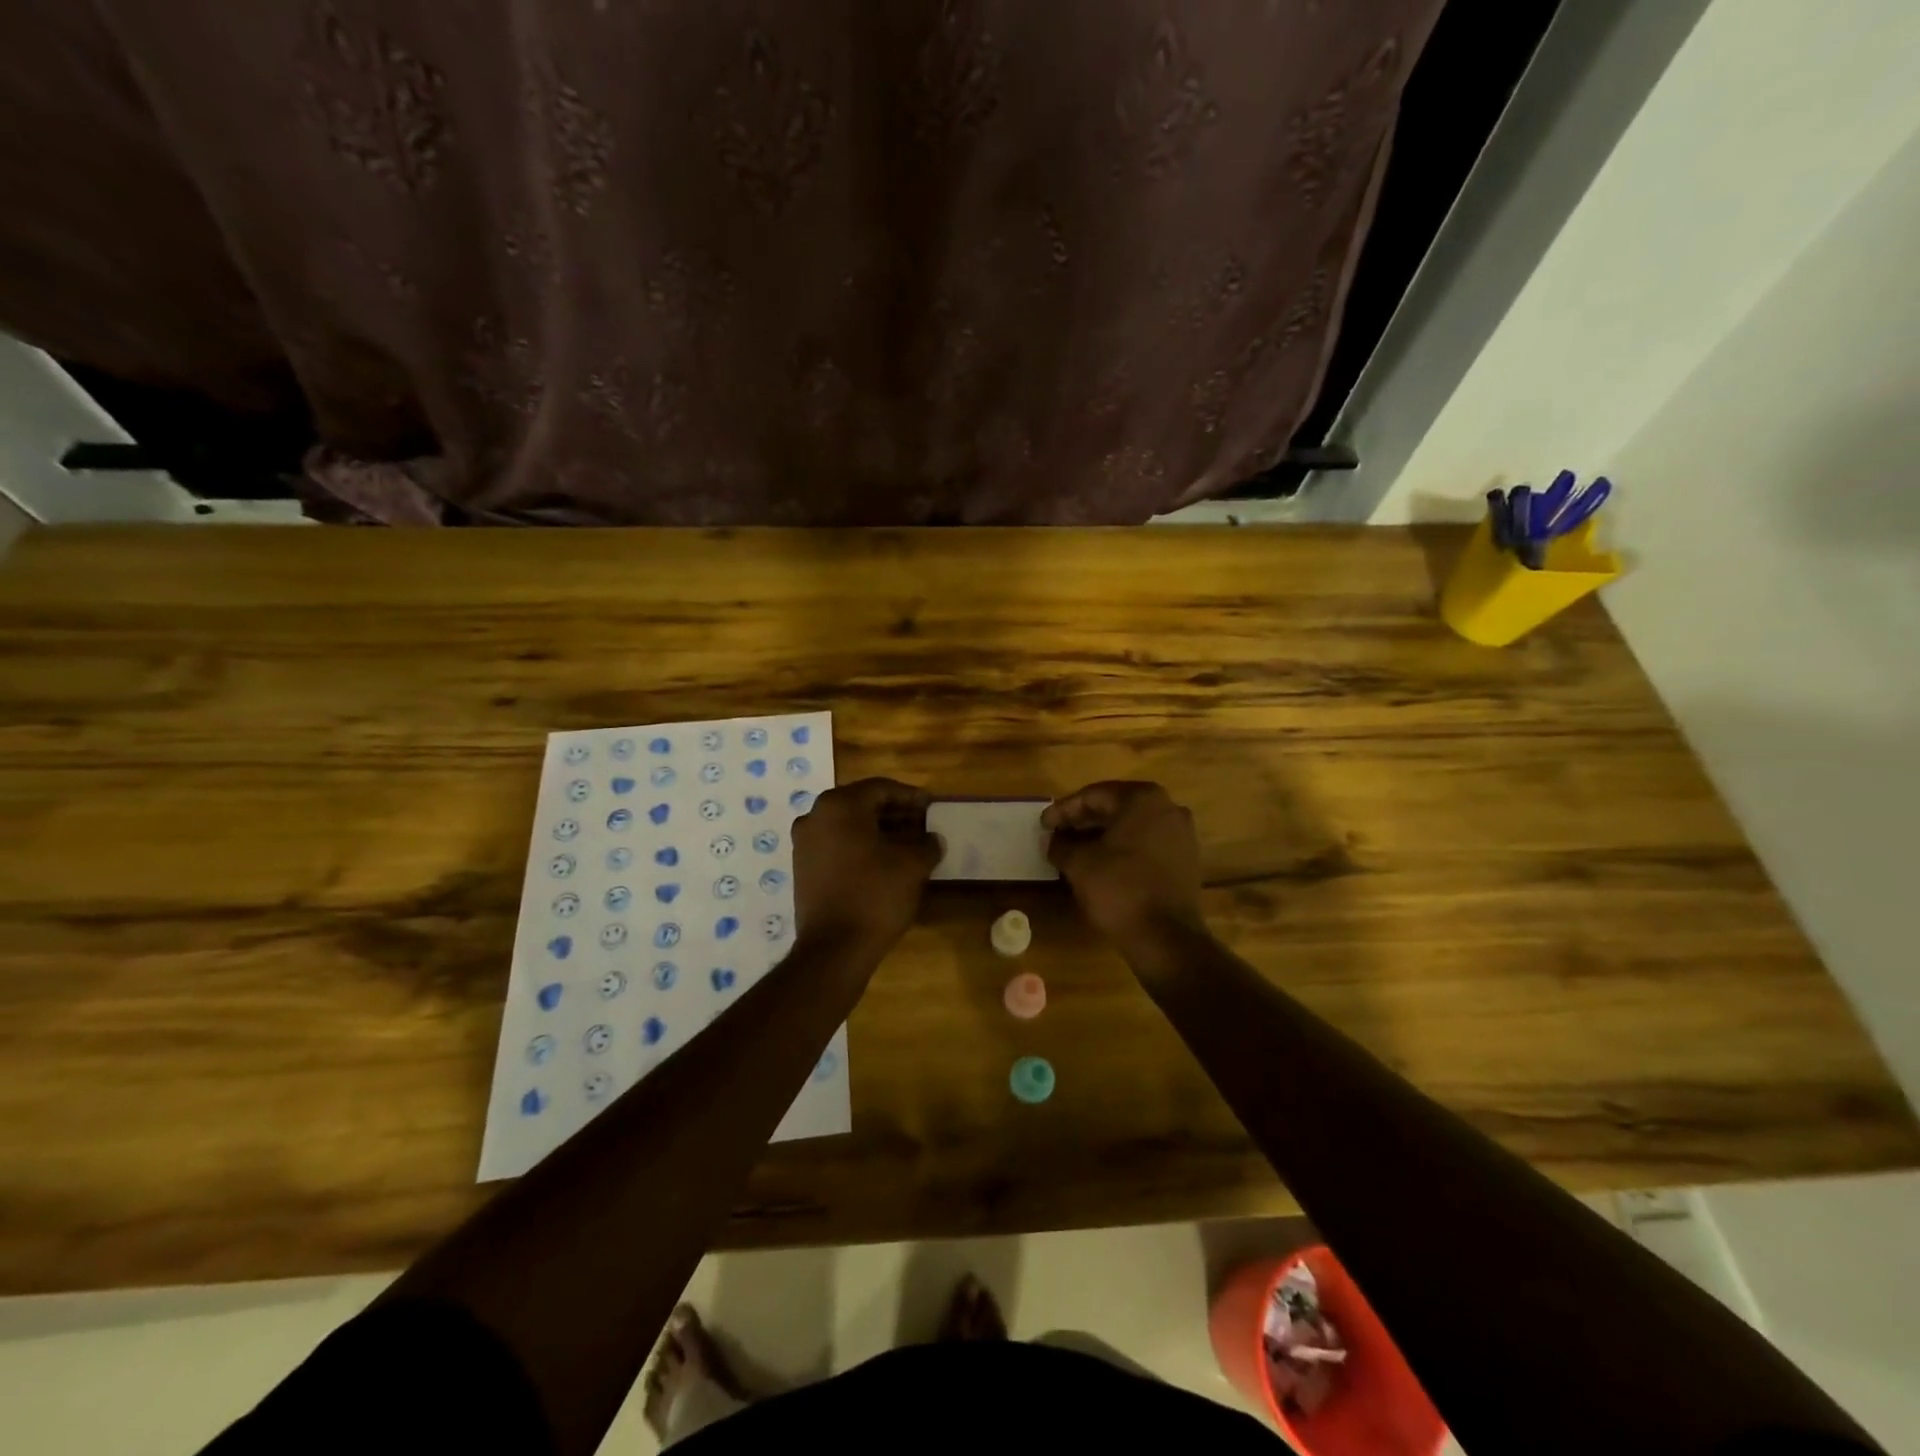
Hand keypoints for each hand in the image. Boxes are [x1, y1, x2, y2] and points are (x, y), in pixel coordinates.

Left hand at [792, 778, 941, 955]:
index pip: (881, 788)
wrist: (834, 949)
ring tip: (908, 846)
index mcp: (839, 805)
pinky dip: (861, 848)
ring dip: (879, 832)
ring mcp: (804, 843)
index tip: (932, 806)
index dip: (911, 796)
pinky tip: (885, 864)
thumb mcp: (912, 865)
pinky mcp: (802, 869)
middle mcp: (815, 816)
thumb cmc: (875, 895)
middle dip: (895, 814)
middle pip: (862, 805)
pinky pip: (837, 846)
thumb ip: (927, 844)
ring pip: (849, 827)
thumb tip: (932, 839)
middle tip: (923, 825)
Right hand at [1043, 781, 1206, 947]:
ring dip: (1102, 835)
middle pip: (1115, 807)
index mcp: (1143, 799)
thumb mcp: (1079, 864)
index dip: (1064, 809)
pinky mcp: (1186, 859)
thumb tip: (1052, 840)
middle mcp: (1168, 808)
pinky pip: (1147, 844)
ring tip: (1075, 850)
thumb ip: (1060, 844)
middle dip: (1084, 821)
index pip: (1094, 795)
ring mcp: (1181, 834)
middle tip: (1057, 834)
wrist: (1166, 939)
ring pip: (1132, 826)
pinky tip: (1101, 864)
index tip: (1043, 824)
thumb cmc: (1119, 890)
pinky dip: (1123, 849)